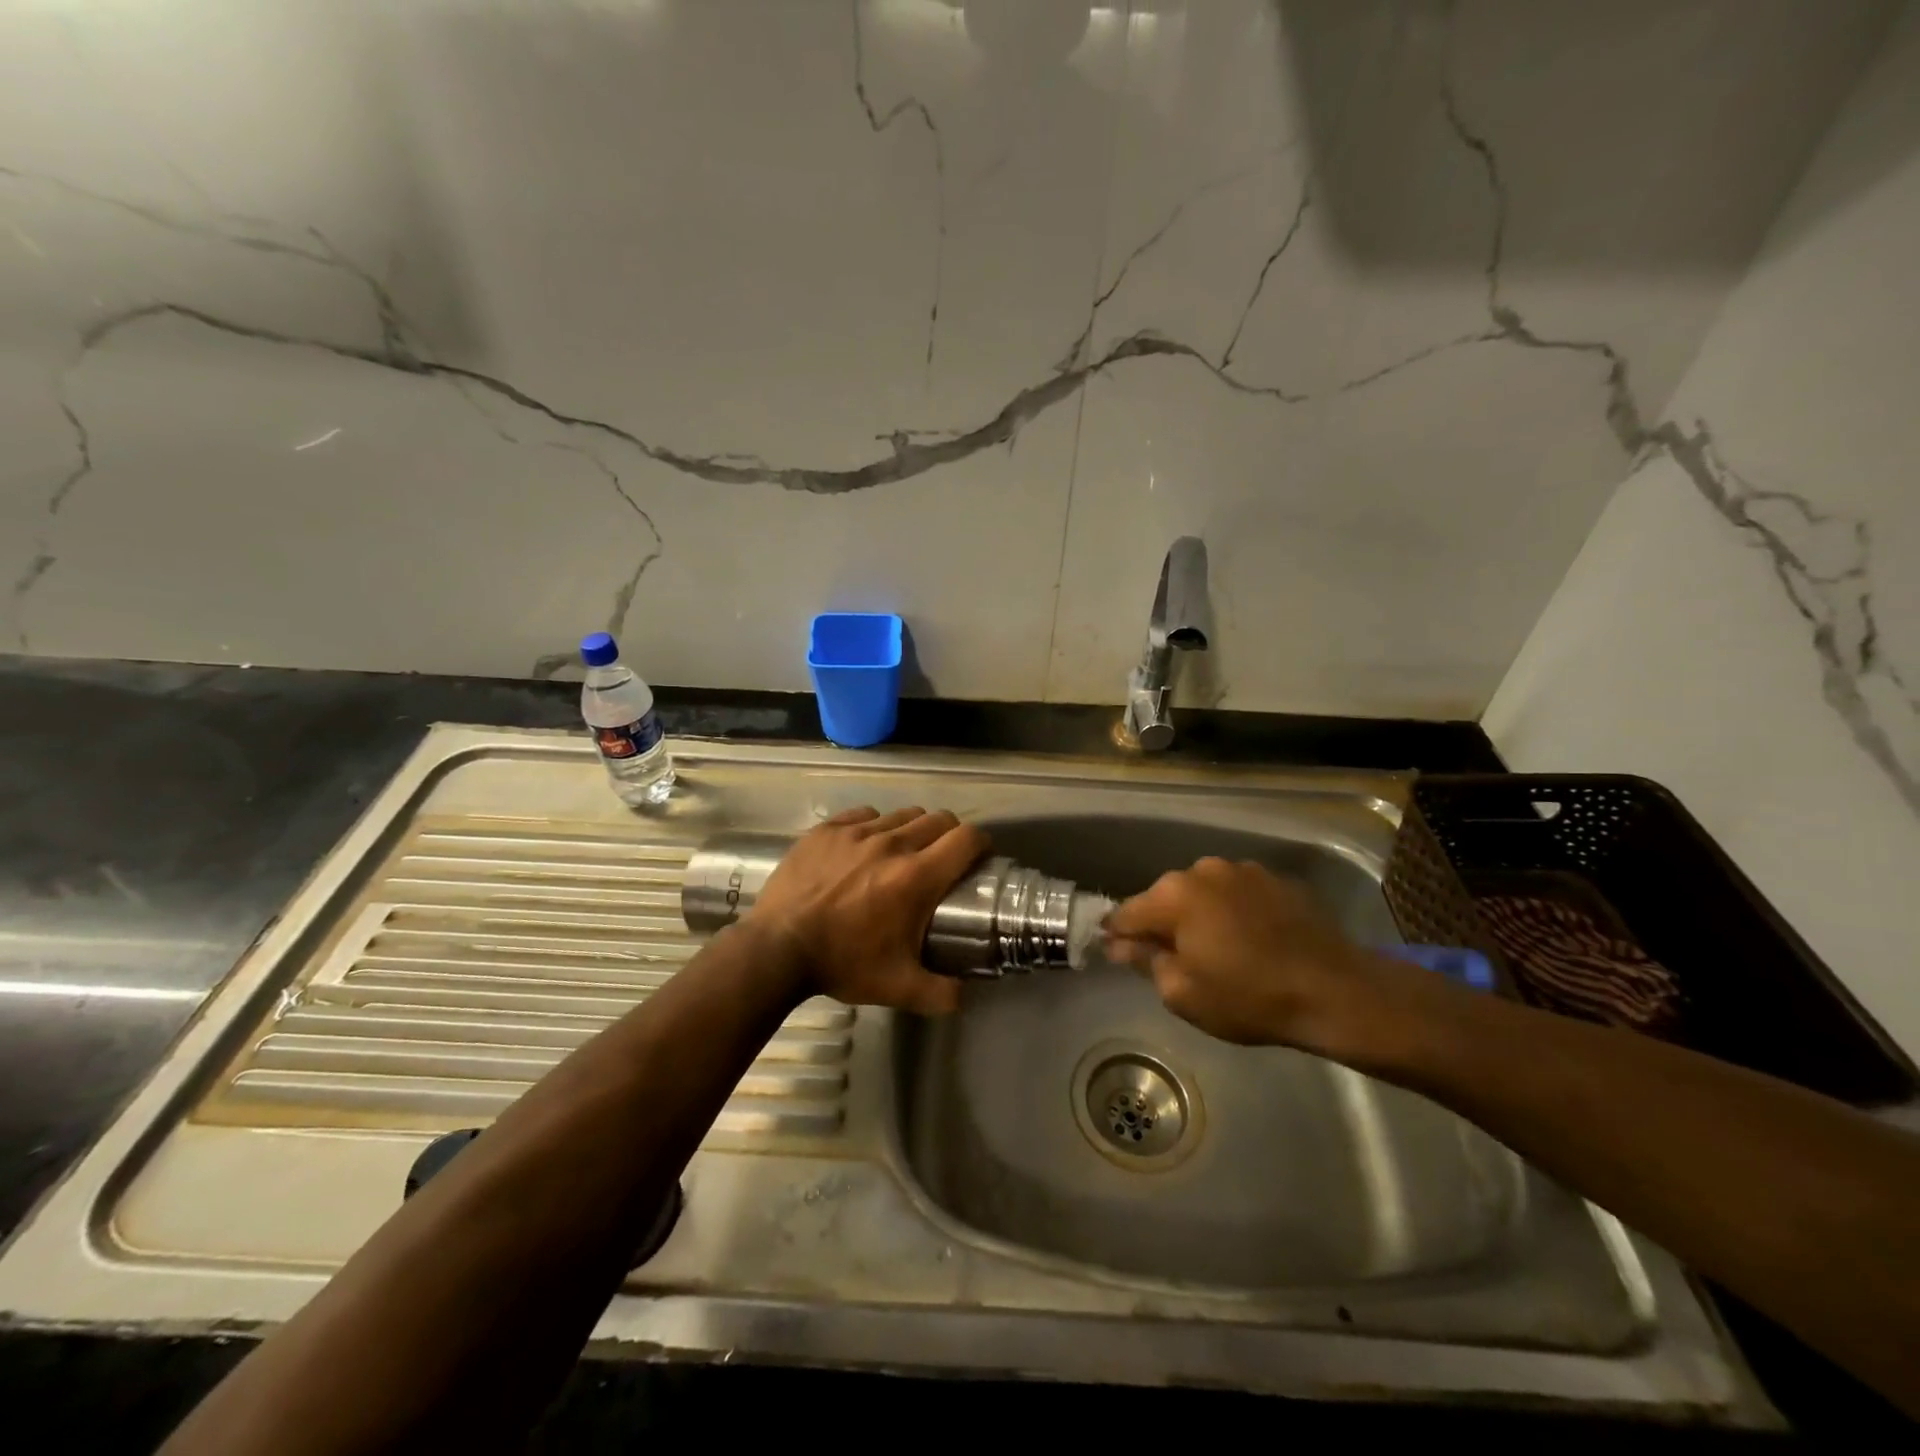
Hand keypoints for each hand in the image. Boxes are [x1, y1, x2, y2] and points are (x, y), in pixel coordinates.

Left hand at [749, 807, 989, 1014]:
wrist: (777, 949)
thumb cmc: (842, 964)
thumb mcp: (898, 988)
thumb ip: (941, 993)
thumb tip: (965, 994)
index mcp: (916, 877)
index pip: (966, 839)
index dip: (980, 844)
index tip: (978, 858)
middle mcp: (892, 844)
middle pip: (938, 819)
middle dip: (949, 835)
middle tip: (941, 860)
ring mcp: (857, 832)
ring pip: (902, 814)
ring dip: (912, 829)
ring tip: (901, 853)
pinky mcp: (827, 829)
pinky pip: (864, 814)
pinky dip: (873, 826)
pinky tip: (863, 848)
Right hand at [1104, 858, 1385, 1051]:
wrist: (1336, 991)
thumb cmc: (1249, 998)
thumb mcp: (1183, 993)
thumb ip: (1145, 962)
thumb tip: (1119, 944)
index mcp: (1173, 895)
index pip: (1126, 913)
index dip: (1117, 935)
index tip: (1118, 954)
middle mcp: (1201, 870)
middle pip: (1164, 898)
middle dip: (1162, 924)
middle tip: (1174, 961)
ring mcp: (1241, 869)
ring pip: (1201, 893)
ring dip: (1199, 915)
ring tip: (1218, 950)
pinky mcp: (1274, 878)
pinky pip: (1236, 893)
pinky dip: (1232, 911)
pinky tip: (1250, 940)